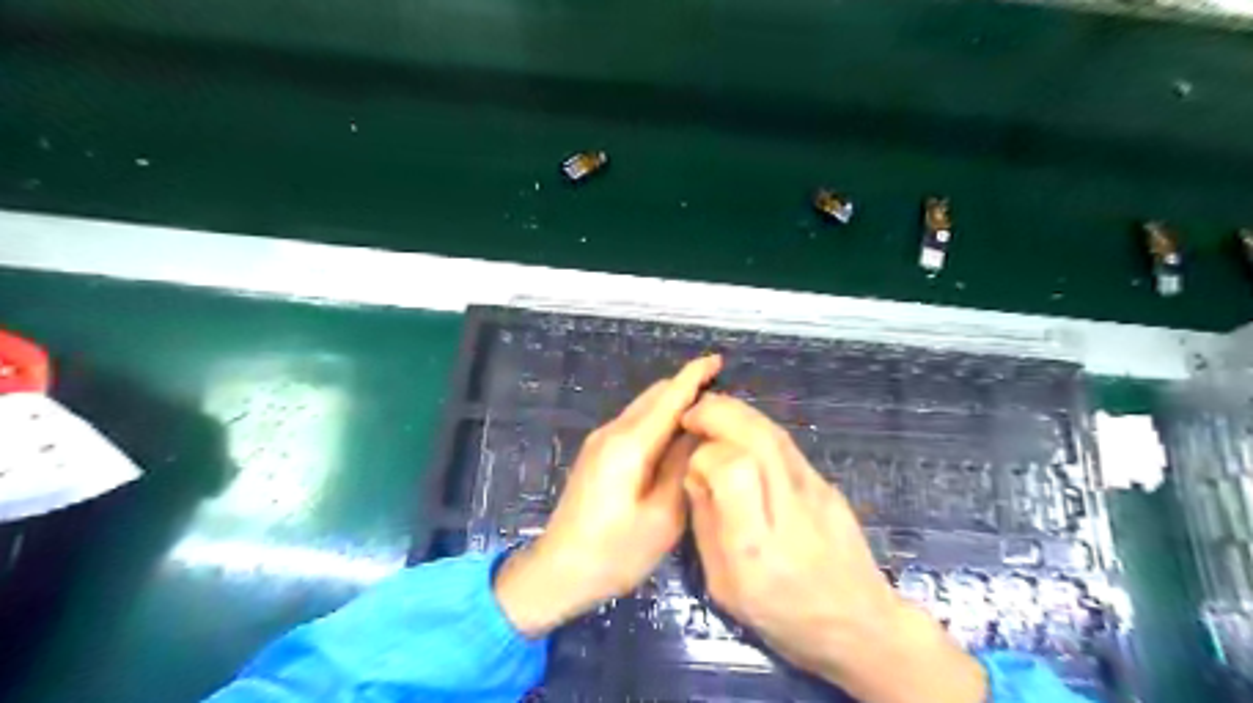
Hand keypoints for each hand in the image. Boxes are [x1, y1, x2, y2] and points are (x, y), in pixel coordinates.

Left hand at [493, 356, 720, 636]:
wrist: (558, 571)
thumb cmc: (614, 551)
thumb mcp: (663, 515)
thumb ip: (683, 467)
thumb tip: (699, 431)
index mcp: (629, 443)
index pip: (669, 397)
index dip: (695, 375)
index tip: (718, 359)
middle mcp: (612, 431)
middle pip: (654, 396)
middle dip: (686, 389)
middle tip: (723, 402)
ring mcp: (600, 441)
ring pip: (643, 409)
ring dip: (672, 406)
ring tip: (705, 420)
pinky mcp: (596, 453)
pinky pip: (634, 424)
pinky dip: (658, 422)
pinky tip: (675, 440)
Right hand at [677, 396, 988, 701]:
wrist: (860, 626)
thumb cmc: (783, 617)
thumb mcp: (723, 587)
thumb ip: (706, 525)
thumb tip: (694, 472)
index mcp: (757, 549)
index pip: (734, 470)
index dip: (706, 455)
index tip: (691, 462)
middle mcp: (791, 511)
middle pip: (758, 439)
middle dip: (718, 414)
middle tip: (690, 414)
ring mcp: (817, 492)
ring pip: (775, 433)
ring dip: (737, 412)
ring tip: (709, 412)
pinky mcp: (827, 483)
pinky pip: (786, 444)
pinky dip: (755, 426)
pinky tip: (739, 432)